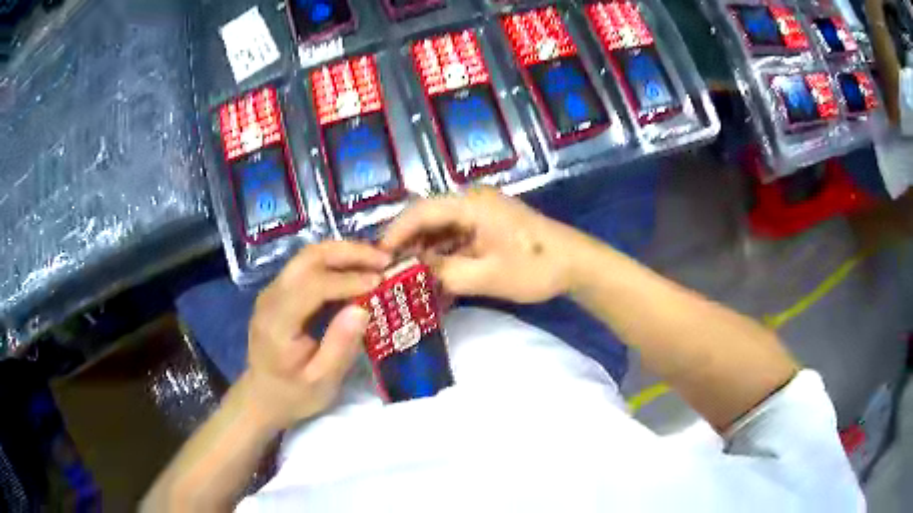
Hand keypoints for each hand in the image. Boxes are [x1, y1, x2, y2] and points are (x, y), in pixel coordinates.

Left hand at [244, 241, 390, 429]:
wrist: (261, 396)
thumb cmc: (293, 395)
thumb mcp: (322, 382)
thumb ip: (340, 346)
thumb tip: (363, 309)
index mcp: (278, 322)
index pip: (312, 285)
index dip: (347, 279)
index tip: (380, 281)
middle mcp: (271, 297)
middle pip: (308, 258)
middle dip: (348, 252)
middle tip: (384, 258)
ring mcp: (273, 291)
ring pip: (308, 256)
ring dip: (343, 253)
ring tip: (376, 260)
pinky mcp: (279, 291)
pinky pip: (307, 266)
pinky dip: (335, 262)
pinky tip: (356, 270)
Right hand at [382, 188, 586, 302]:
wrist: (575, 264)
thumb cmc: (534, 267)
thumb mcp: (486, 276)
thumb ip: (444, 273)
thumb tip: (412, 272)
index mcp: (471, 204)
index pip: (421, 212)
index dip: (395, 233)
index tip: (376, 258)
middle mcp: (472, 202)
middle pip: (427, 219)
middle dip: (407, 245)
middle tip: (387, 272)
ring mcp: (480, 214)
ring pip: (440, 231)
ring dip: (424, 253)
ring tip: (405, 278)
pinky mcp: (487, 227)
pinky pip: (455, 239)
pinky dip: (443, 257)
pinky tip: (433, 277)